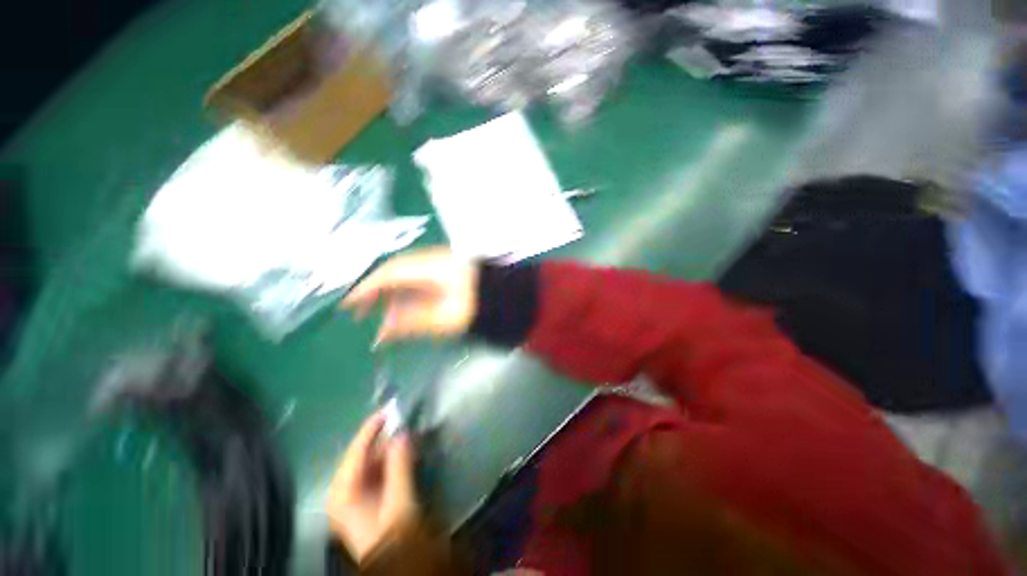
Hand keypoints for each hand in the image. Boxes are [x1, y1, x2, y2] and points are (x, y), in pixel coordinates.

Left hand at [326, 413, 418, 563]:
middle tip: (404, 421)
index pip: (355, 452)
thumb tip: (403, 432)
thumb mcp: (399, 501)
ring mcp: (353, 495)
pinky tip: (405, 452)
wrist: (395, 564)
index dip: (372, 429)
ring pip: (371, 462)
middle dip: (384, 438)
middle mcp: (342, 491)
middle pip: (363, 455)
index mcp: (342, 493)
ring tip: (409, 434)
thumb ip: (400, 465)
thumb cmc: (393, 537)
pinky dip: (391, 459)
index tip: (389, 409)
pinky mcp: (365, 497)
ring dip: (390, 448)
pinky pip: (377, 470)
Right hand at [341, 247, 478, 345]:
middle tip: (360, 312)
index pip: (389, 273)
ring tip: (381, 315)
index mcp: (431, 268)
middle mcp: (432, 261)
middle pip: (395, 272)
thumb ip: (411, 323)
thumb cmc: (478, 308)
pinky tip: (403, 308)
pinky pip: (418, 279)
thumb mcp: (445, 319)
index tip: (347, 305)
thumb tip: (380, 333)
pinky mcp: (446, 272)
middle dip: (375, 291)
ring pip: (406, 276)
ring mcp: (441, 264)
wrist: (508, 298)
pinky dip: (406, 294)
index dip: (366, 288)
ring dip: (391, 294)